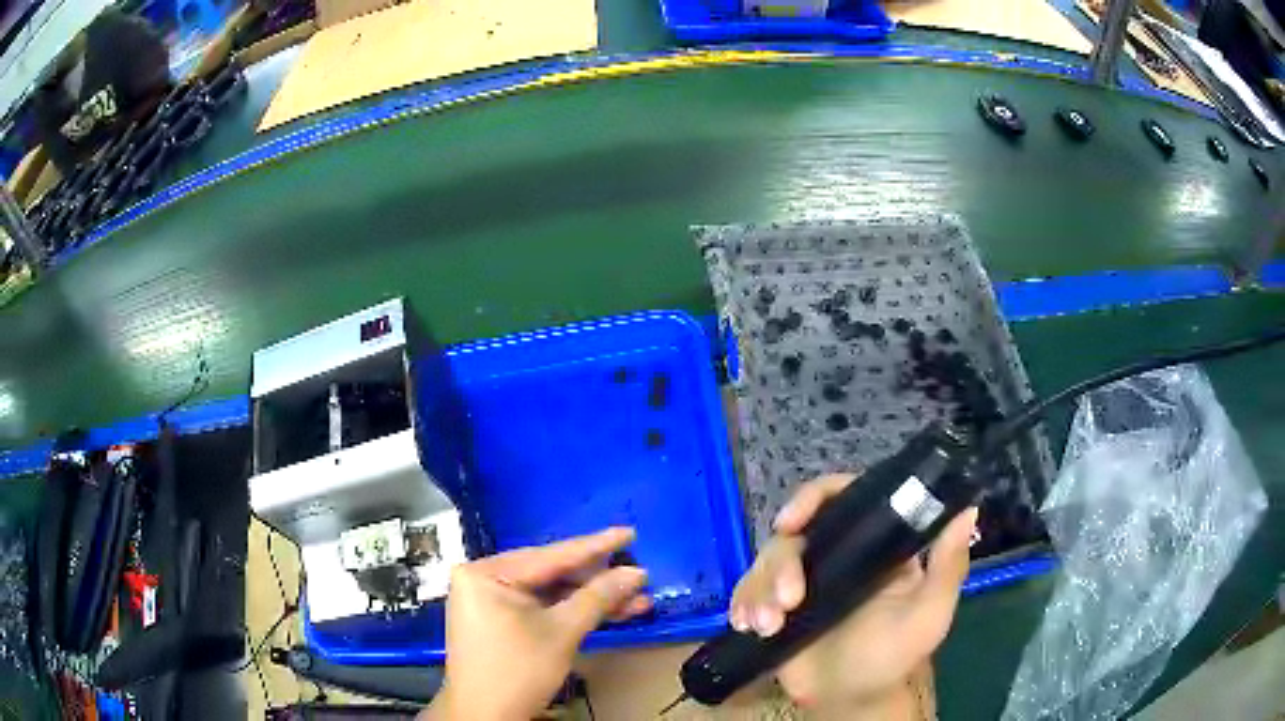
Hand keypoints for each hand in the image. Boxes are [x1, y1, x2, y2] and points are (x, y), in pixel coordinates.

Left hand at [423, 527, 650, 720]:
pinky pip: (540, 607)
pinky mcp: (498, 620)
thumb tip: (637, 572)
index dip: (595, 546)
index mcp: (486, 573)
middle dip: (598, 581)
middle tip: (638, 576)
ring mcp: (489, 600)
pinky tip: (608, 613)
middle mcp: (482, 578)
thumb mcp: (562, 632)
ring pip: (550, 593)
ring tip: (635, 601)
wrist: (485, 716)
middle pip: (551, 574)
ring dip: (590, 600)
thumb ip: (598, 597)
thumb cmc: (518, 670)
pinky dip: (570, 612)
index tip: (629, 533)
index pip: (550, 556)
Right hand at [729, 474, 977, 719]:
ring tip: (766, 626)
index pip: (844, 499)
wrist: (847, 700)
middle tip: (787, 600)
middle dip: (782, 564)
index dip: (815, 498)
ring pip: (767, 560)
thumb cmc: (892, 656)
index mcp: (873, 546)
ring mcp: (802, 579)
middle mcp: (836, 554)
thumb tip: (968, 509)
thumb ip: (948, 568)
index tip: (794, 520)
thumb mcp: (928, 615)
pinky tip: (746, 624)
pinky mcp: (775, 604)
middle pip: (796, 531)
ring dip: (759, 590)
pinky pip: (748, 588)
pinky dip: (742, 601)